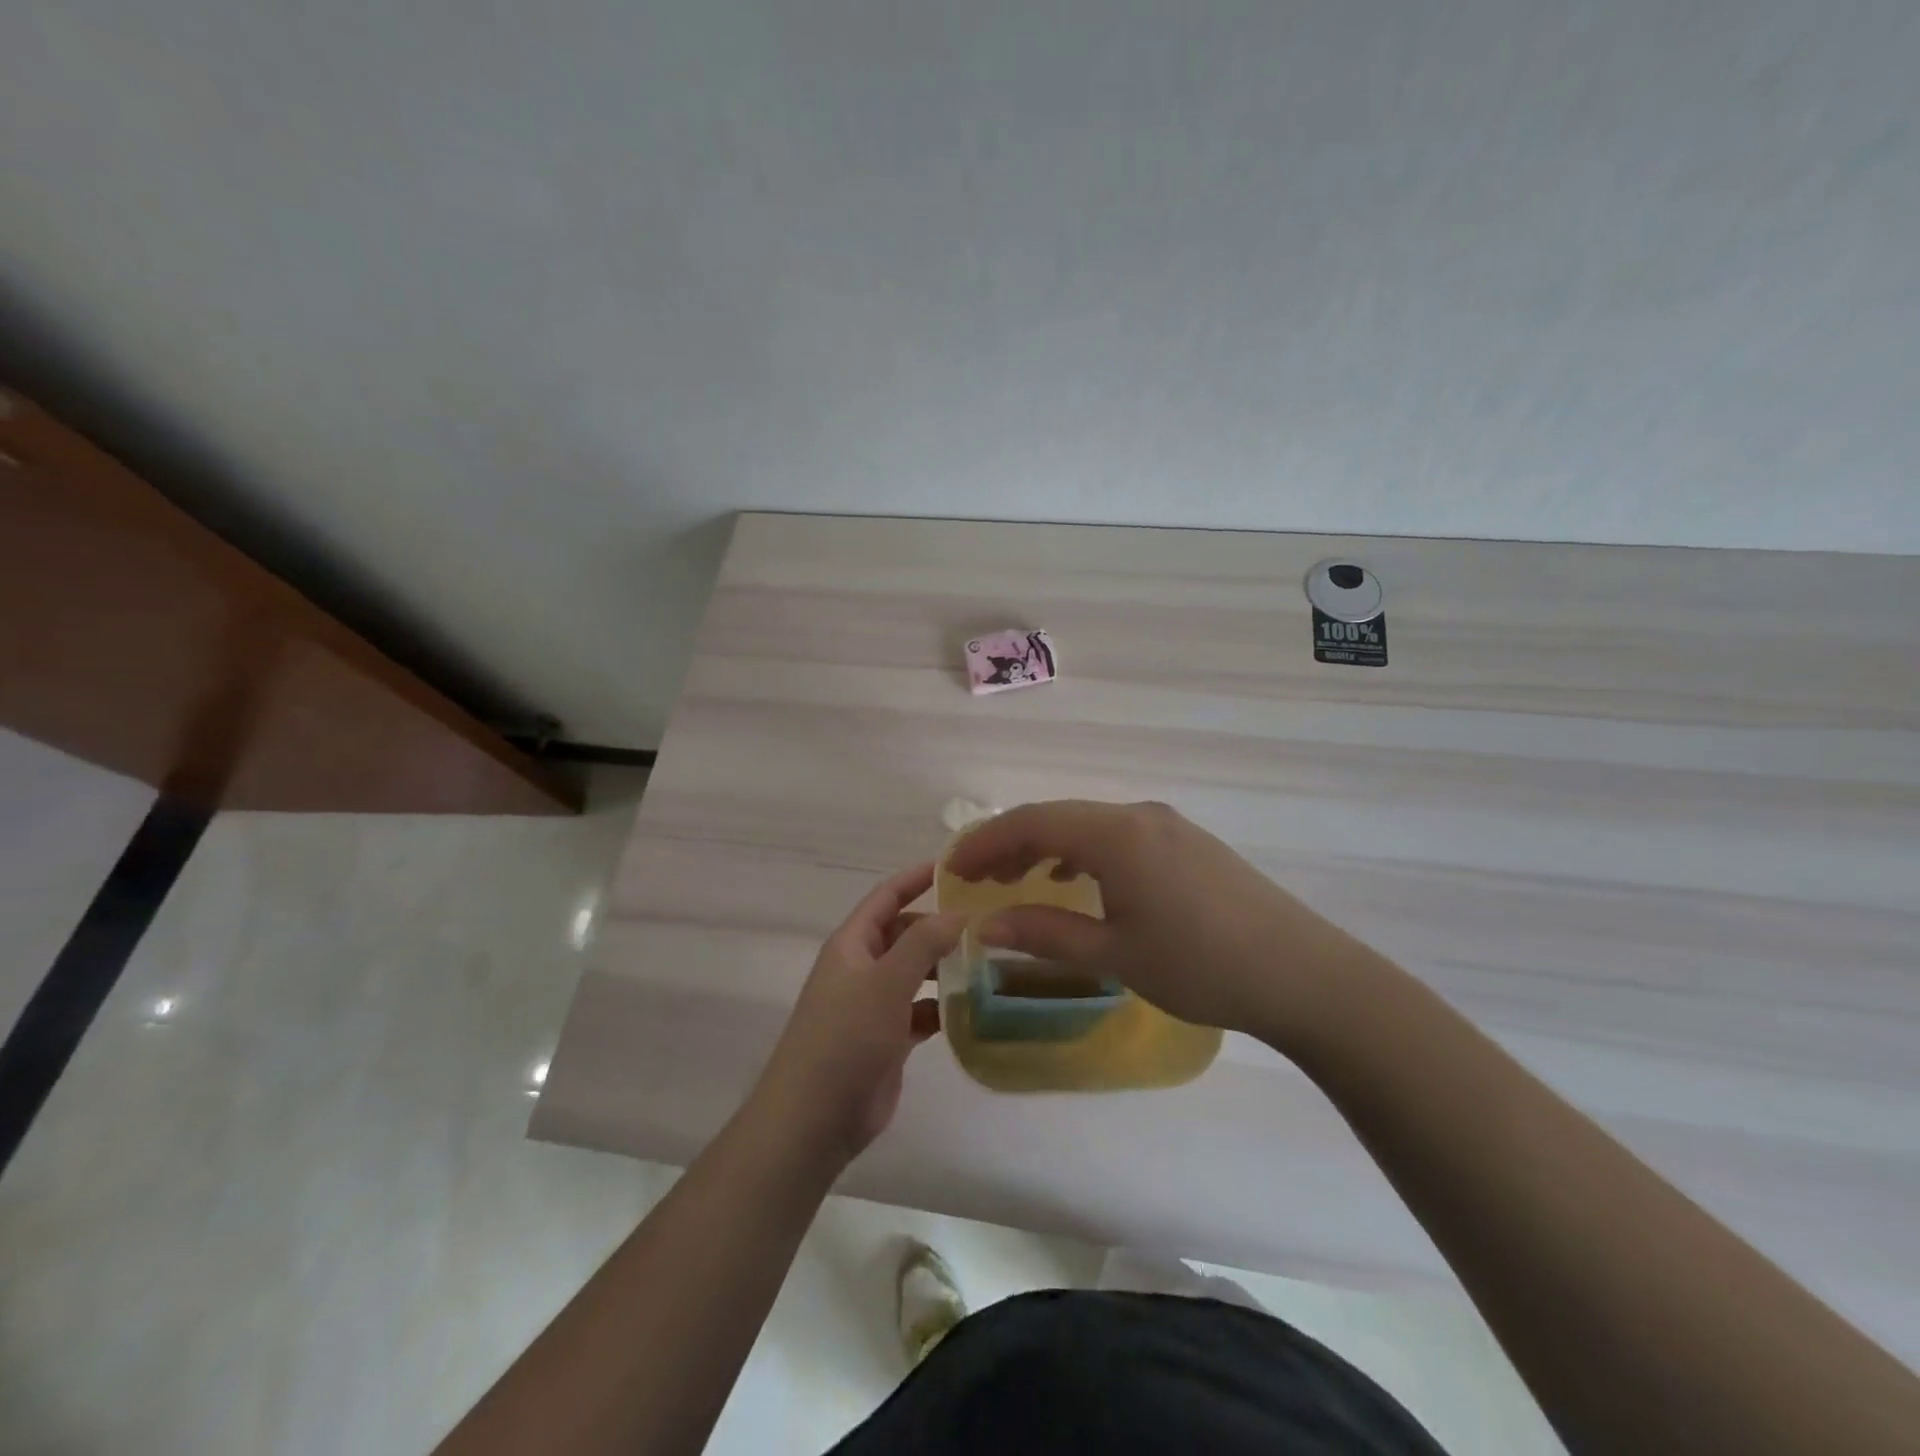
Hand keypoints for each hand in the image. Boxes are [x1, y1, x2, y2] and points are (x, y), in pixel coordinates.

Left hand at [750, 863, 964, 1166]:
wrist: (814, 1118)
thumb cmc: (845, 1037)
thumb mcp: (886, 981)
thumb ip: (923, 943)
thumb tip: (957, 912)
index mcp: (852, 944)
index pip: (886, 896)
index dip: (916, 877)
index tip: (955, 865)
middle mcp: (862, 968)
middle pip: (905, 934)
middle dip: (939, 926)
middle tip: (987, 921)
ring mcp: (873, 1005)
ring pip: (915, 974)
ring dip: (945, 968)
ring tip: (990, 961)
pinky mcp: (888, 1040)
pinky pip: (921, 1011)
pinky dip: (943, 1008)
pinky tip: (974, 1009)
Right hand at [945, 800, 1381, 1052]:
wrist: (1303, 974)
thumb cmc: (1200, 965)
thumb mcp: (1115, 953)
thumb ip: (1045, 933)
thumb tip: (983, 927)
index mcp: (1115, 834)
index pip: (1031, 822)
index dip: (985, 843)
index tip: (954, 869)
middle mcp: (1138, 815)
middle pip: (1058, 816)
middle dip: (1011, 842)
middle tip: (977, 877)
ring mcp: (1168, 825)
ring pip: (1088, 824)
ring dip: (1047, 845)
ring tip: (1019, 879)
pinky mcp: (1188, 842)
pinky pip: (1118, 834)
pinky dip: (1083, 851)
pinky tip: (1079, 879)